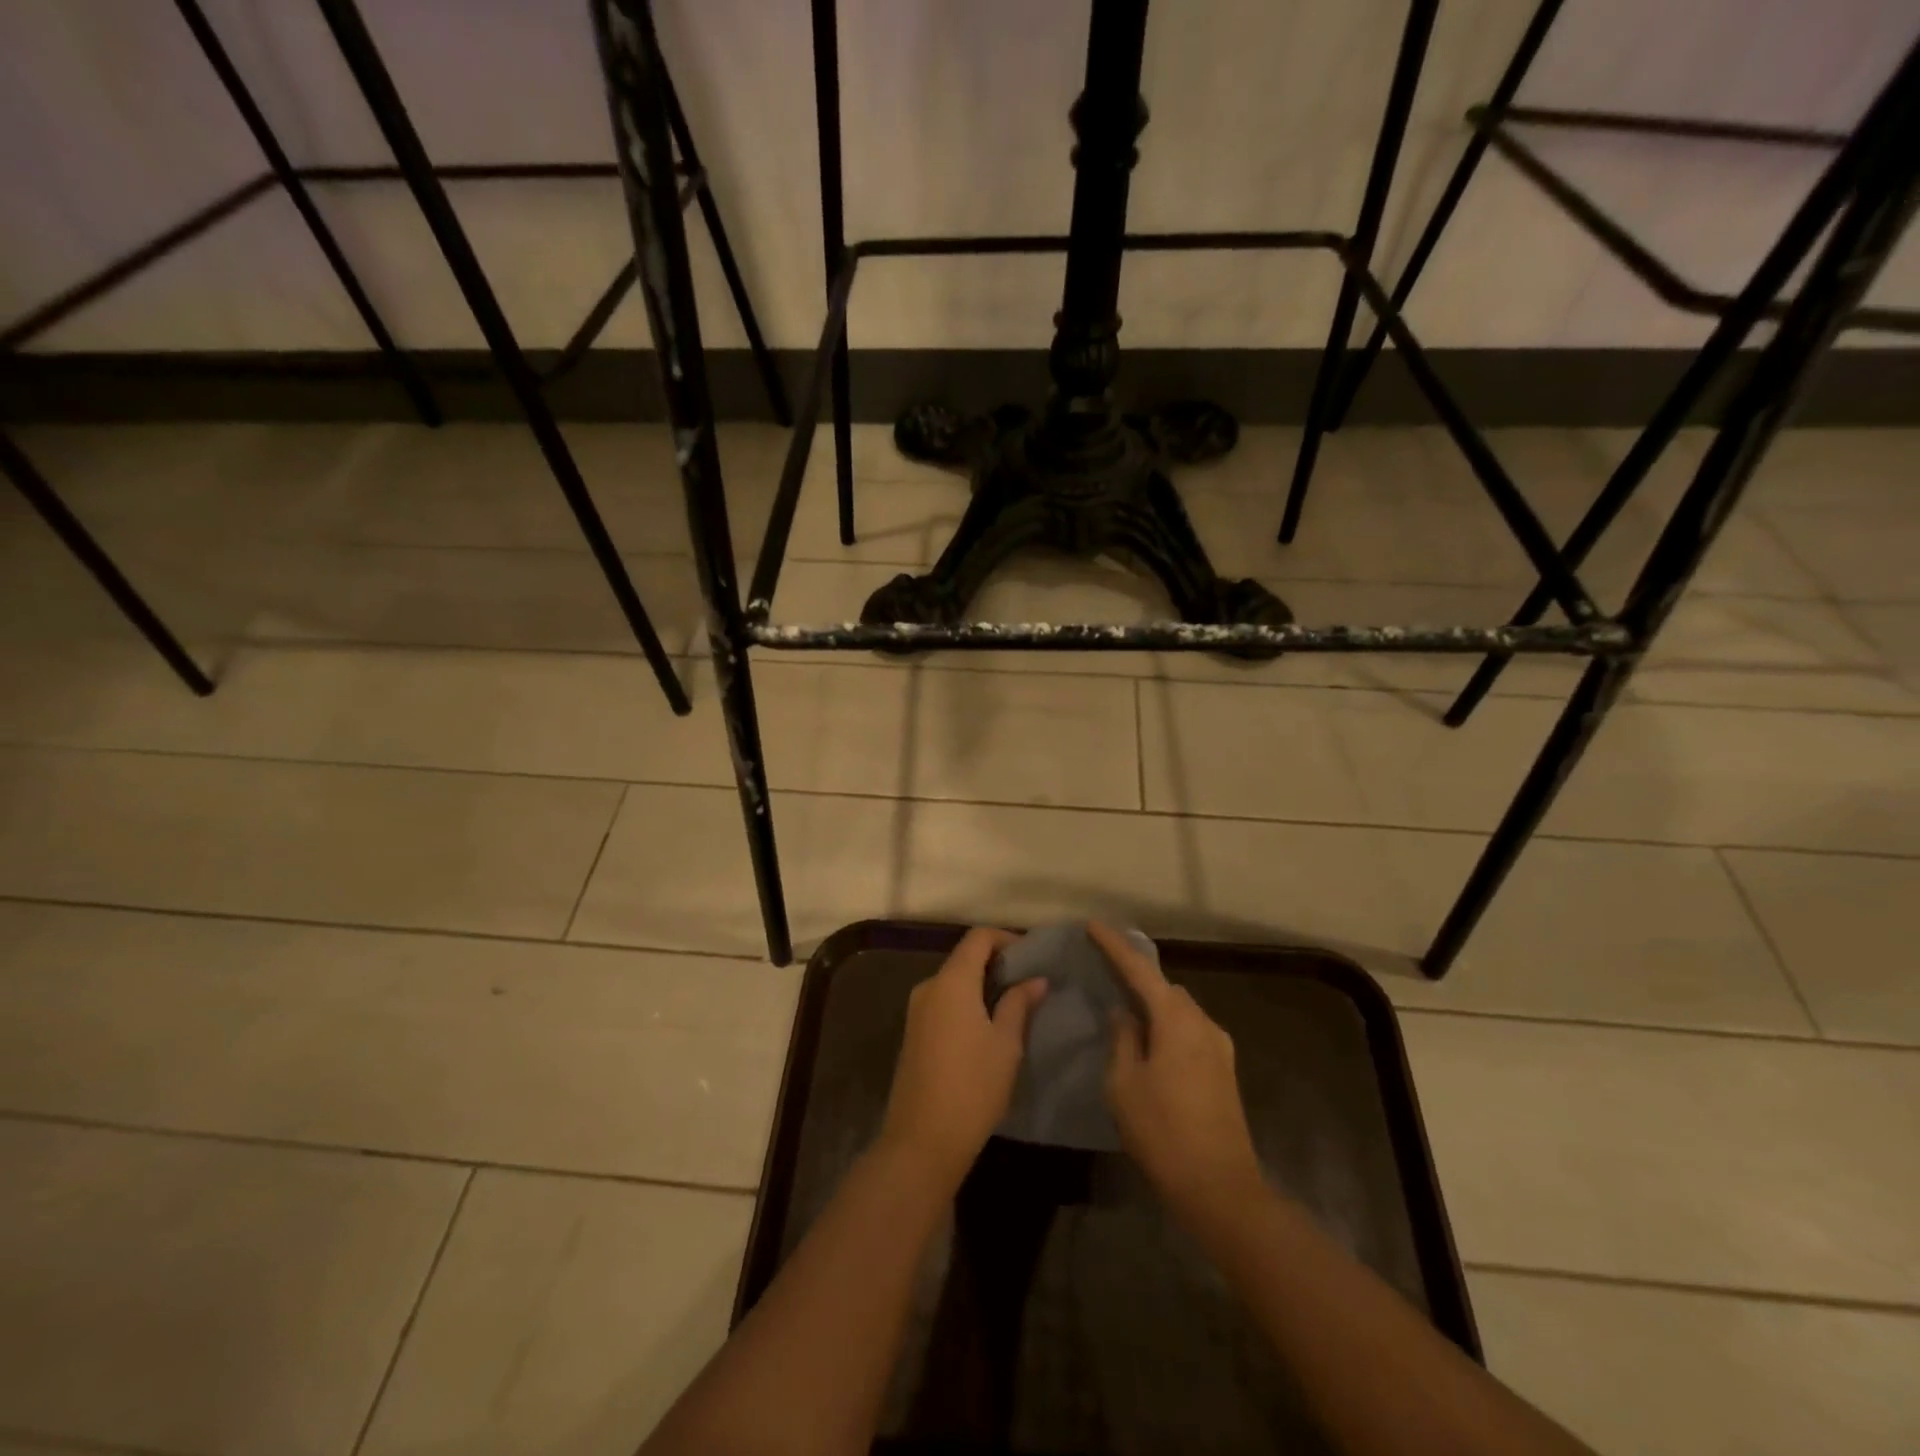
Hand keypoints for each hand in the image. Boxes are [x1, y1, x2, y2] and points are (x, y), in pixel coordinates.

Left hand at [877, 927, 1047, 1191]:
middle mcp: (929, 987)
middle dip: (996, 963)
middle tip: (1029, 981)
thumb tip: (1036, 980)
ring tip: (1014, 1004)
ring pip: (954, 982)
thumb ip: (1019, 1004)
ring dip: (981, 985)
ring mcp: (916, 1010)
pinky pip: (943, 1002)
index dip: (1006, 938)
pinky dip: (966, 1002)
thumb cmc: (973, 1086)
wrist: (922, 1140)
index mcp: (951, 981)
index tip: (1031, 955)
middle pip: (964, 958)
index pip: (978, 938)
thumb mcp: (1006, 1044)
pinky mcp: (913, 1033)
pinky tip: (988, 1025)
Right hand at [1093, 921, 1264, 1219]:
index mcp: (1176, 1020)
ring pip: (1179, 1009)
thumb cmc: (1163, 1132)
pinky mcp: (1223, 1070)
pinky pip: (1189, 1030)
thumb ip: (1123, 1039)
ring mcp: (1218, 1047)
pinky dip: (1166, 1024)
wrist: (1220, 1188)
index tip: (1093, 925)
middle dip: (1136, 975)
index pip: (1140, 970)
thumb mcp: (1124, 1084)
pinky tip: (1149, 1041)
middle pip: (1164, 986)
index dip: (1115, 946)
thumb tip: (1125, 1013)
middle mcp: (1202, 1023)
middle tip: (1105, 971)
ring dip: (1153, 1003)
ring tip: (1124, 1008)